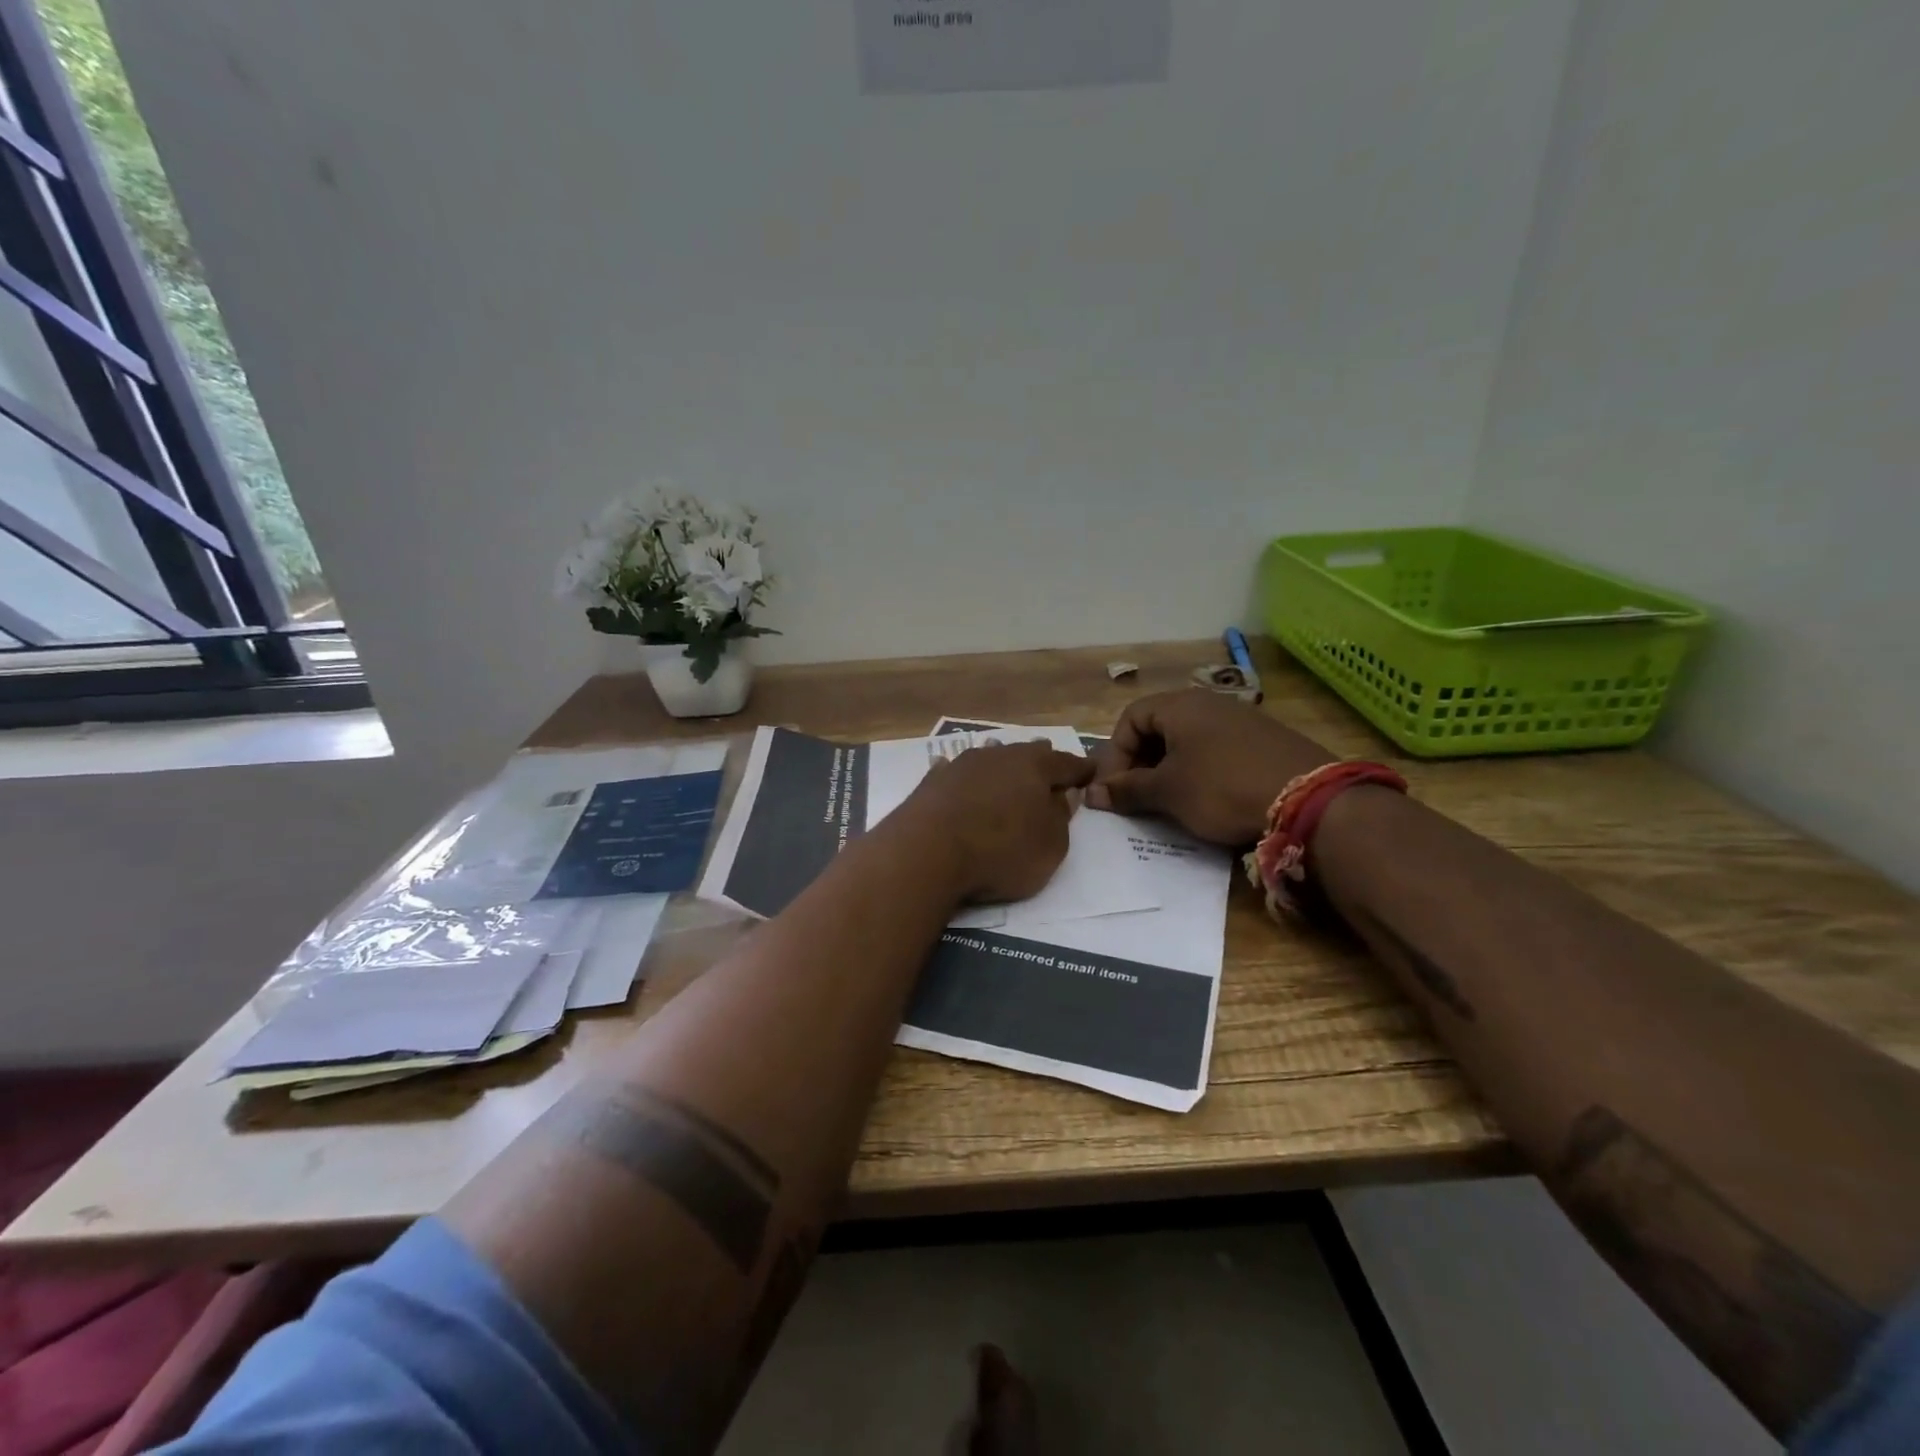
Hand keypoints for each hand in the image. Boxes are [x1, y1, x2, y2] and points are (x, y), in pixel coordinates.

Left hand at [897, 743, 1094, 903]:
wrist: (927, 852)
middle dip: (1041, 759)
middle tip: (1051, 764)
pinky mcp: (933, 782)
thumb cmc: (1001, 851)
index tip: (1092, 772)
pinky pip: (954, 772)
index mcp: (1035, 767)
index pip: (1067, 763)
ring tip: (1007, 764)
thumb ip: (1061, 817)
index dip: (1082, 770)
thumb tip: (1064, 794)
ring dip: (1001, 763)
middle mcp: (999, 756)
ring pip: (990, 757)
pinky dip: (962, 776)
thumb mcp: (1050, 846)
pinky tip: (953, 770)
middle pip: (1027, 754)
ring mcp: (962, 765)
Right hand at [1087, 690, 1334, 845]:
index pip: (1129, 719)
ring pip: (1188, 741)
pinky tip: (1207, 800)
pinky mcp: (1264, 741)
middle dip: (1140, 763)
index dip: (1114, 755)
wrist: (1308, 799)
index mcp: (1180, 706)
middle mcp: (1209, 703)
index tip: (1113, 790)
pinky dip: (1200, 772)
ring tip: (1169, 803)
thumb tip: (1092, 795)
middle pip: (1158, 728)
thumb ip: (1127, 790)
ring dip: (1169, 770)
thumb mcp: (1167, 792)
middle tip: (1137, 797)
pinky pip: (1216, 751)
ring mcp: (1241, 720)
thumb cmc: (1222, 788)